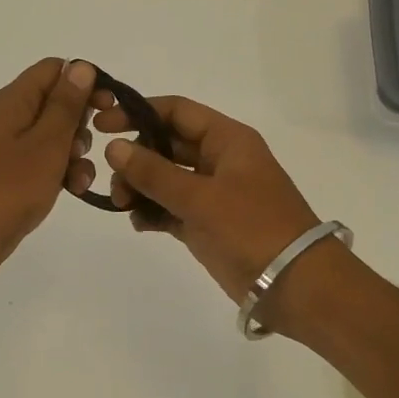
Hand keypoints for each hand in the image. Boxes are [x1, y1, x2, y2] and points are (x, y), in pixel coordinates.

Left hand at [0, 58, 99, 290]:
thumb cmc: (4, 188)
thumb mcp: (45, 144)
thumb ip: (66, 106)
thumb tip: (81, 66)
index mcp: (16, 100)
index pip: (55, 69)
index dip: (84, 82)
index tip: (107, 107)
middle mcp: (12, 118)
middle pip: (58, 103)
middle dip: (83, 123)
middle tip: (90, 146)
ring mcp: (11, 150)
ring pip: (56, 138)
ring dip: (76, 154)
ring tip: (80, 178)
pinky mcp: (13, 178)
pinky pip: (45, 165)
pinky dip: (62, 174)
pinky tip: (74, 192)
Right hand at [98, 96, 321, 301]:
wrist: (296, 285)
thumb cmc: (252, 228)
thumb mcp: (201, 197)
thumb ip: (154, 172)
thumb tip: (114, 148)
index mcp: (227, 139)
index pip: (177, 111)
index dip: (138, 113)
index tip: (103, 126)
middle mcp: (219, 160)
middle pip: (166, 144)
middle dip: (136, 158)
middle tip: (115, 181)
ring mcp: (213, 193)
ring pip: (165, 178)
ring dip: (140, 187)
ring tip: (123, 206)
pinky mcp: (207, 224)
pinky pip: (171, 208)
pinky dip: (153, 212)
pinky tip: (139, 223)